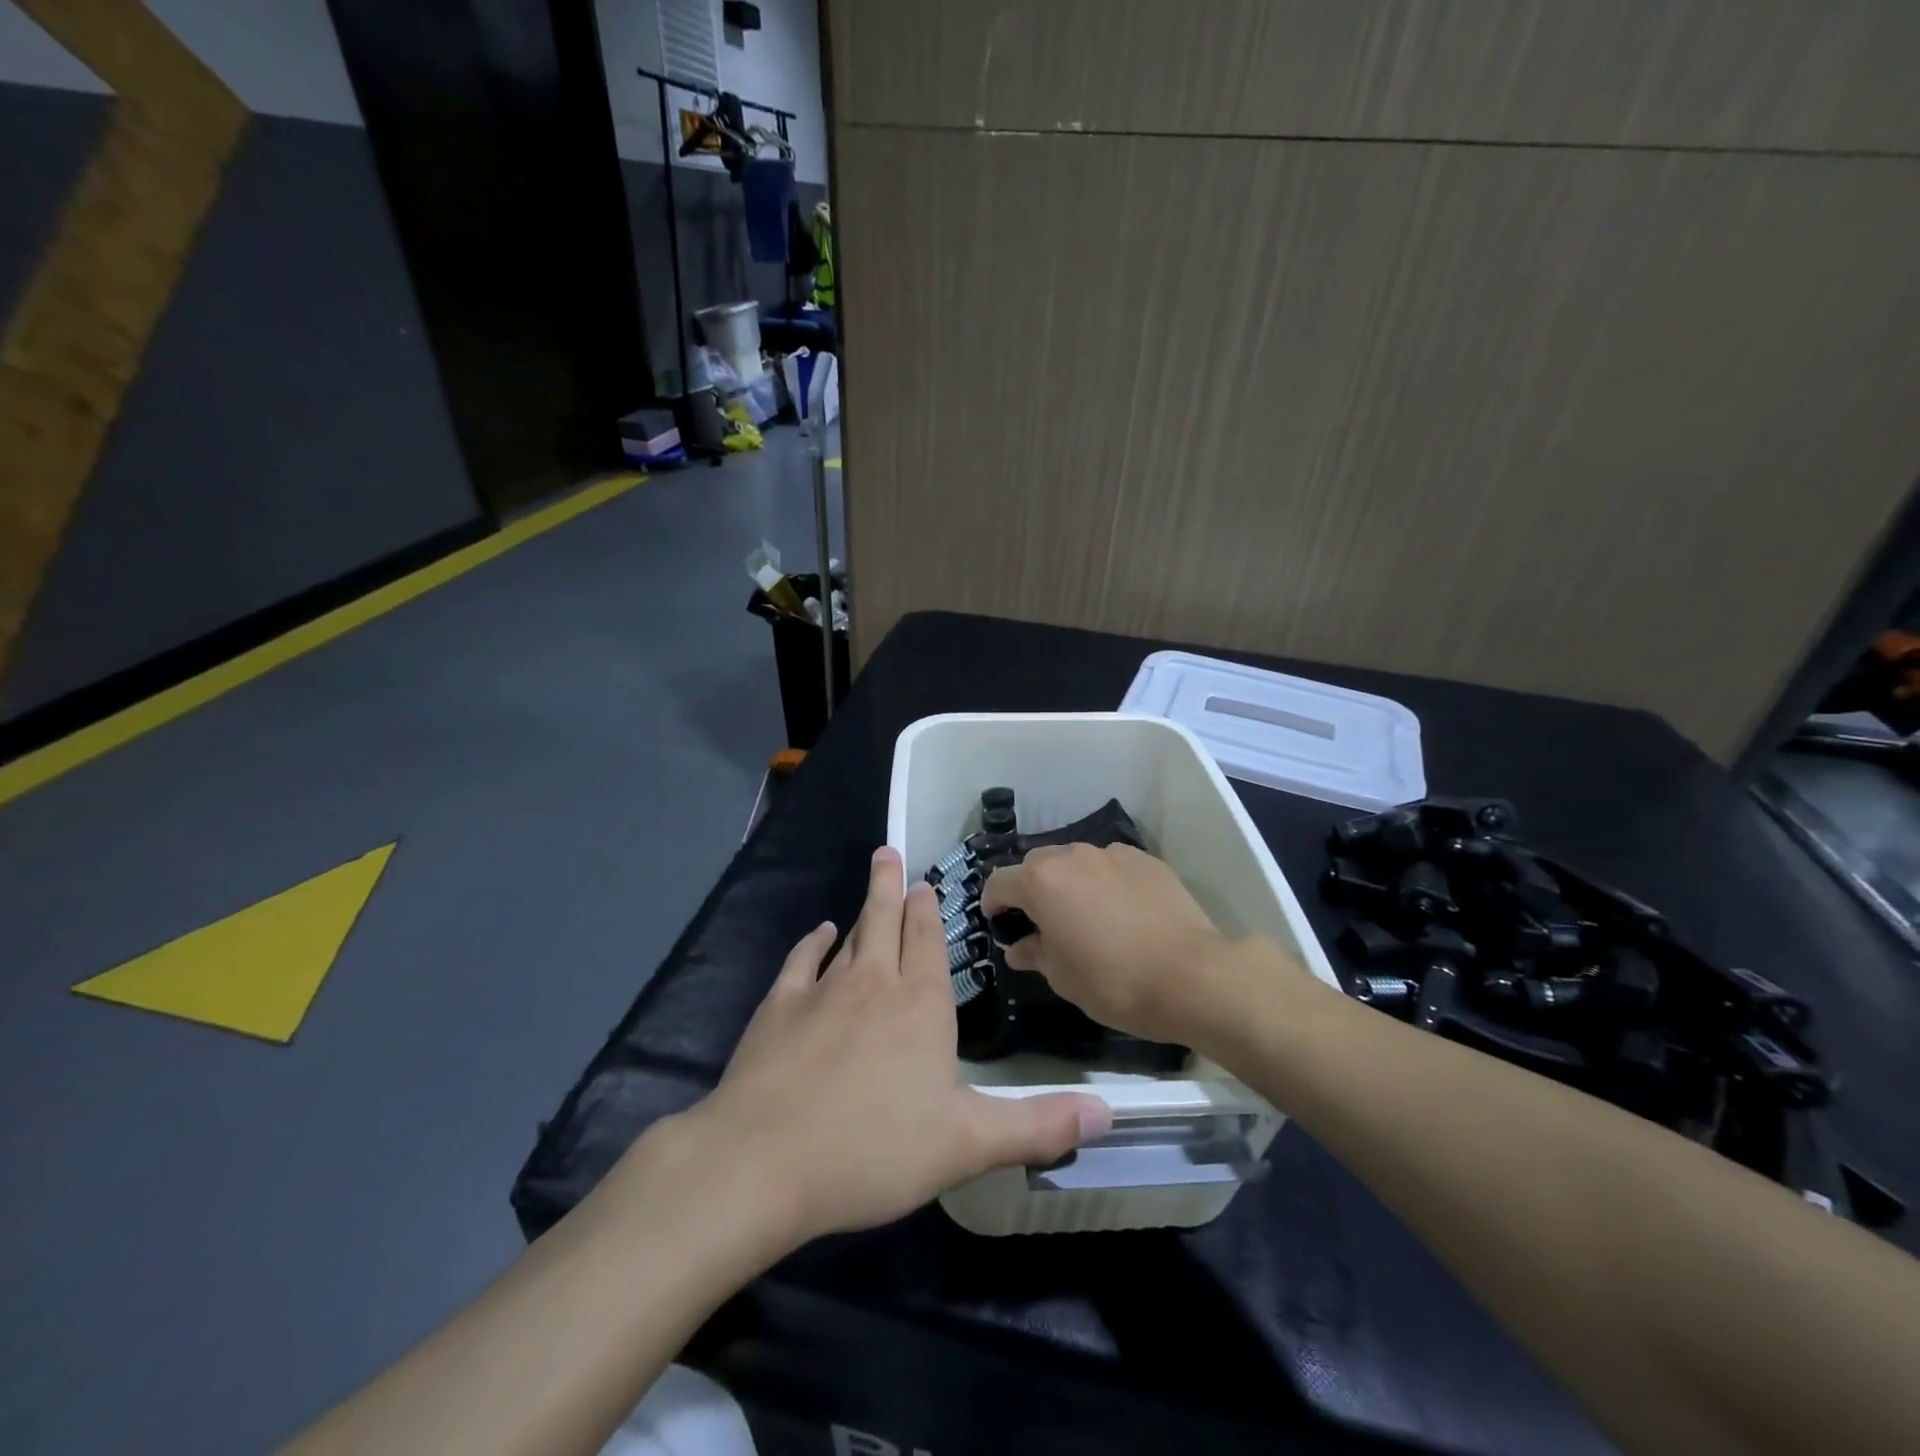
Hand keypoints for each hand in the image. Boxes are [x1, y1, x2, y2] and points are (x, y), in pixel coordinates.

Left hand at [684, 847, 1111, 1246]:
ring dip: (862, 908)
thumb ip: (1037, 1125)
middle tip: (890, 852)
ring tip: (871, 880)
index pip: (929, 943)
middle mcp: (874, 984)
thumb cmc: (874, 1150)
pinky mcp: (778, 1010)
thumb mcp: (968, 1144)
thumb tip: (1108, 1111)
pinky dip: (812, 943)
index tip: (925, 884)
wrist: (764, 1161)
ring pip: (850, 936)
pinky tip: (819, 933)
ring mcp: (822, 992)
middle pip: (886, 922)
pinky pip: (801, 962)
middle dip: (892, 887)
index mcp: (921, 1006)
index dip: (929, 912)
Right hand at [982, 842, 1300, 1046]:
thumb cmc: (1114, 981)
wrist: (1193, 975)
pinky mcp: (1146, 860)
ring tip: (1087, 915)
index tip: (999, 924)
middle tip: (1043, 923)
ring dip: (1071, 883)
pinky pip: (1111, 866)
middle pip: (1037, 865)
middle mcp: (1073, 856)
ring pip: (1076, 861)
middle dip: (1032, 889)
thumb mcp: (1063, 977)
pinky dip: (1106, 882)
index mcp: (1042, 882)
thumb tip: (1020, 947)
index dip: (993, 903)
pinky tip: (1123, 912)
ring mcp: (1113, 854)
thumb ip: (1035, 953)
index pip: (999, 882)